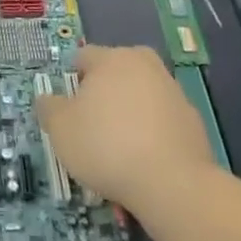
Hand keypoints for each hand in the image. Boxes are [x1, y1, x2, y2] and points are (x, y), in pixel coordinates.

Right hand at [35, 45, 216, 209]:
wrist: (172, 183)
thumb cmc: (106, 146)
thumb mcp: (61, 129)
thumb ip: (49, 108)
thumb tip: (47, 98)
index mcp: (112, 59)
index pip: (83, 57)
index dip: (72, 81)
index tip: (69, 109)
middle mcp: (144, 65)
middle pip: (116, 71)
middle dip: (104, 90)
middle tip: (93, 123)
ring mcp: (173, 91)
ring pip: (141, 94)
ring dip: (130, 111)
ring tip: (120, 147)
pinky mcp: (192, 119)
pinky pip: (162, 119)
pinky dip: (152, 131)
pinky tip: (144, 159)